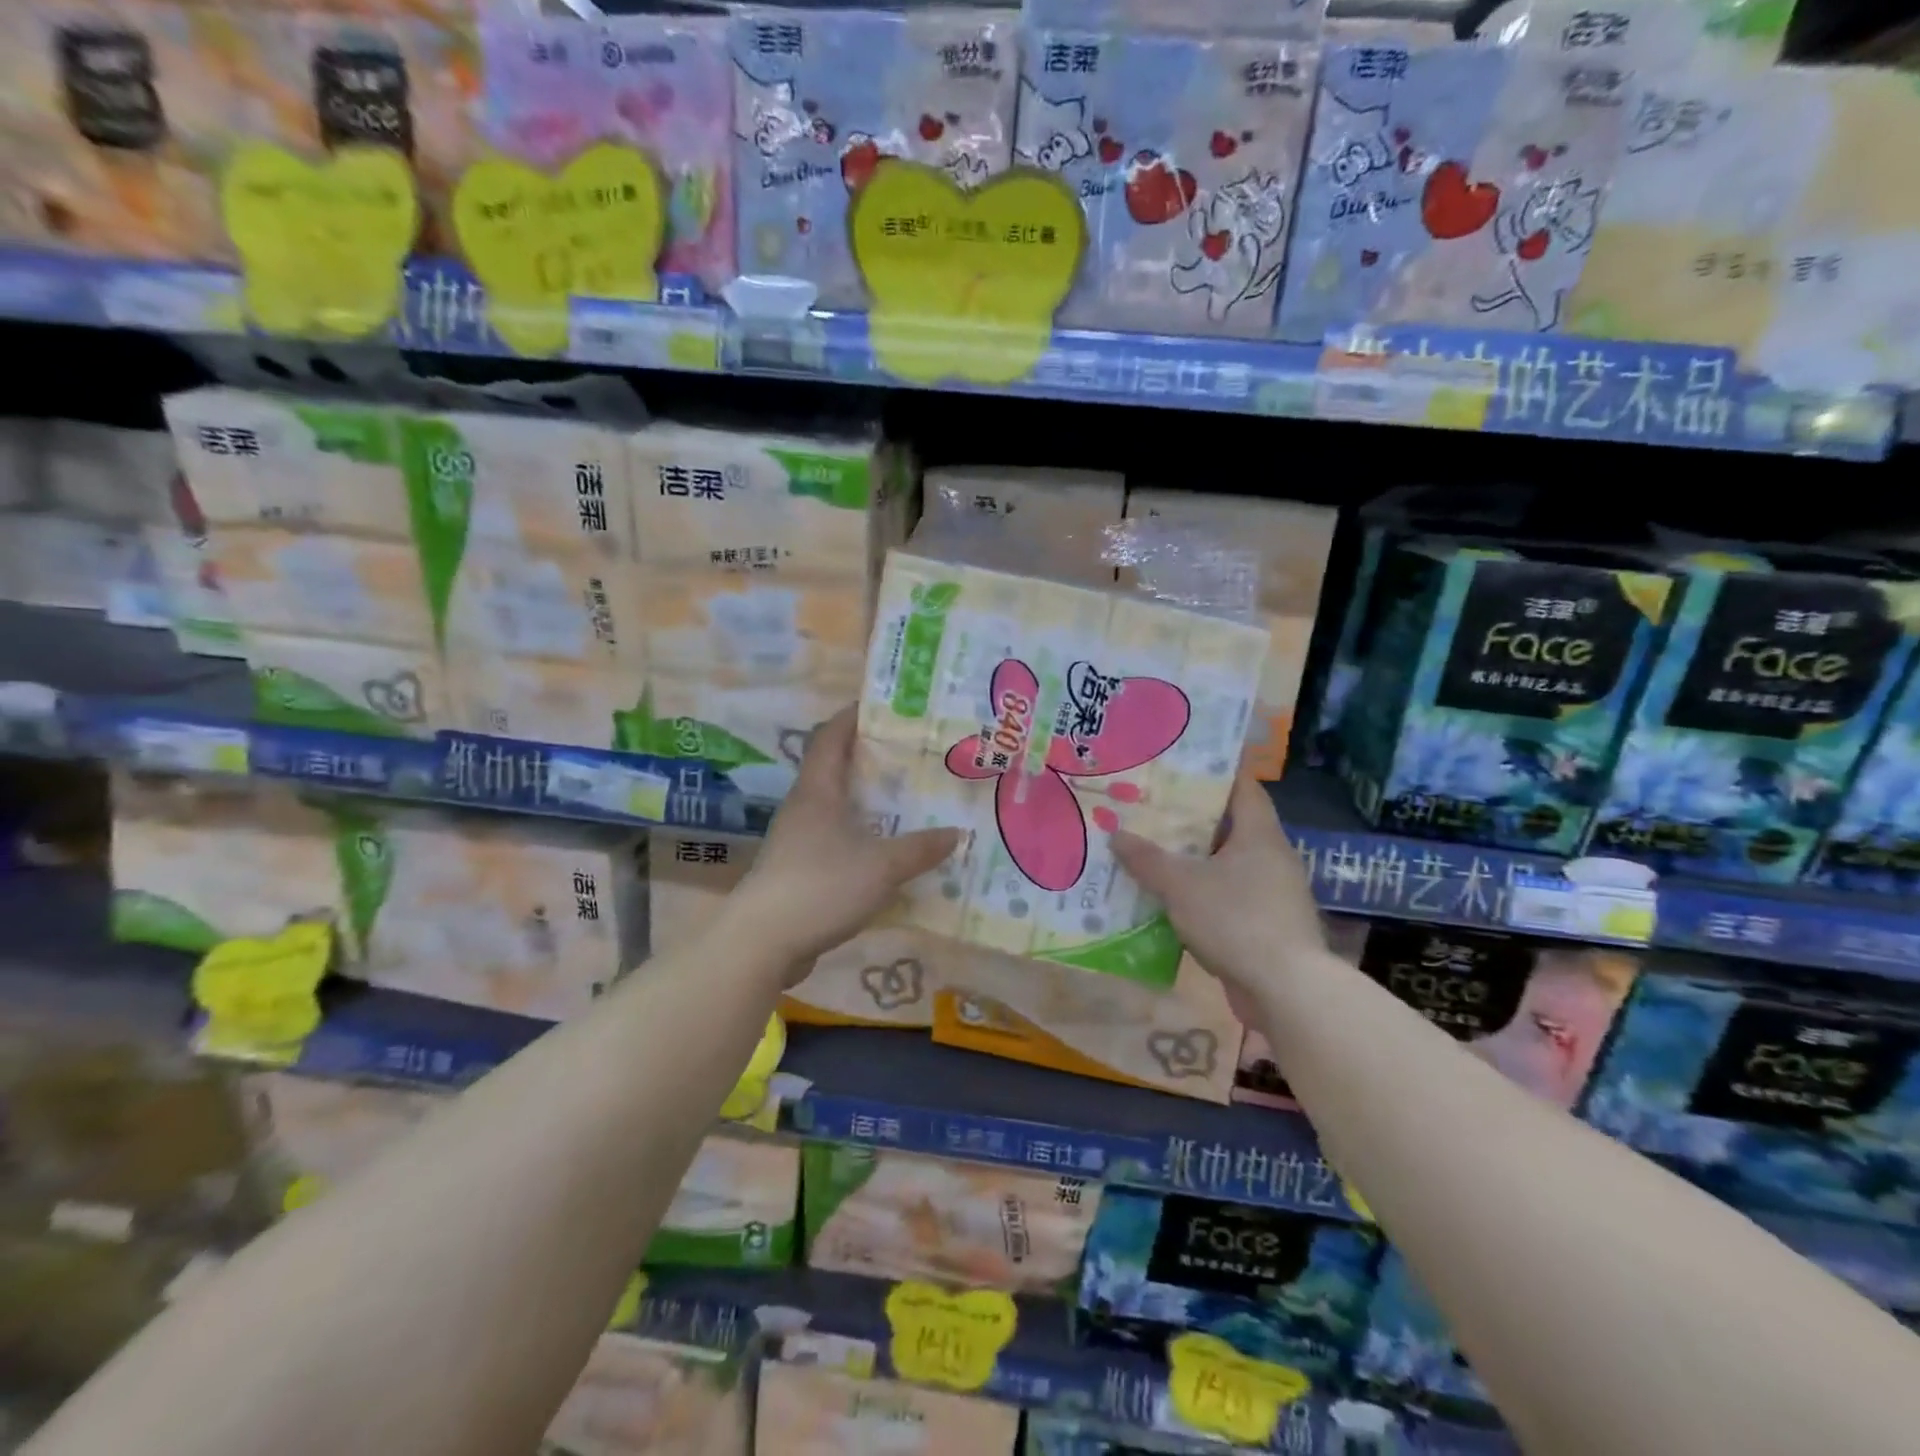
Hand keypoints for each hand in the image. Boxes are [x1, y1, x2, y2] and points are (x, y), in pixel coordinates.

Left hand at [735, 707, 960, 970]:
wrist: (763, 943)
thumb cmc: (821, 887)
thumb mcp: (882, 866)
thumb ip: (920, 848)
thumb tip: (955, 833)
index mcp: (817, 791)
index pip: (831, 736)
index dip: (853, 716)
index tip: (884, 706)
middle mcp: (803, 808)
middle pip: (834, 768)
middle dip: (869, 758)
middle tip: (910, 755)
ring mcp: (796, 840)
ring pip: (835, 806)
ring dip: (865, 800)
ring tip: (905, 799)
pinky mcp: (797, 871)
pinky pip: (833, 840)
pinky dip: (859, 836)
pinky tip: (884, 850)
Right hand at [1111, 772, 1324, 1009]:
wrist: (1287, 989)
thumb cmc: (1236, 920)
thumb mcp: (1181, 885)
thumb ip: (1147, 859)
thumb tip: (1116, 834)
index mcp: (1260, 834)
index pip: (1243, 786)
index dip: (1215, 772)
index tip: (1181, 765)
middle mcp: (1272, 856)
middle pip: (1231, 824)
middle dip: (1193, 818)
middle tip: (1153, 808)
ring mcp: (1274, 893)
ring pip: (1229, 863)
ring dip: (1196, 859)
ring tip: (1154, 851)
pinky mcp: (1268, 925)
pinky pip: (1230, 896)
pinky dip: (1203, 892)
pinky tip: (1172, 900)